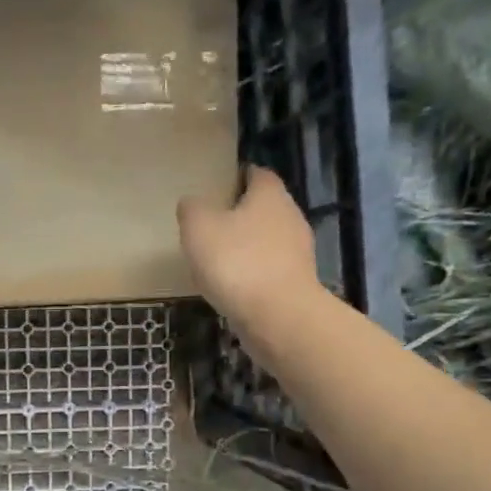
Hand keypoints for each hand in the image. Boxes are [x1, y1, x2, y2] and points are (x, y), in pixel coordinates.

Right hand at [177, 166, 320, 325]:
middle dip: (241, 214)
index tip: (219, 186)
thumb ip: (192, 210)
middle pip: (264, 208)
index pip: (258, 174)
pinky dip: (251, 274)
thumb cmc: (237, 262)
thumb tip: (192, 204)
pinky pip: (268, 270)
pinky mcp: (296, 283)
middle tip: (211, 225)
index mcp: (270, 195)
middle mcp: (290, 217)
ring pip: (267, 241)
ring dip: (246, 247)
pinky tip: (231, 287)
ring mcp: (297, 253)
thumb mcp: (199, 228)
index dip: (238, 177)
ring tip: (217, 260)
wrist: (278, 317)